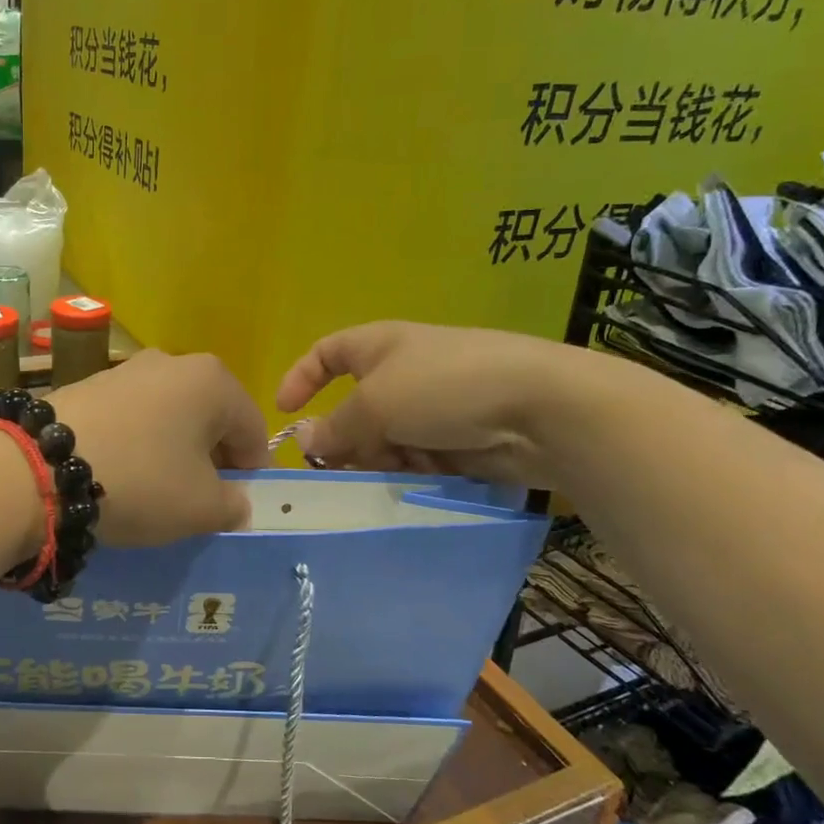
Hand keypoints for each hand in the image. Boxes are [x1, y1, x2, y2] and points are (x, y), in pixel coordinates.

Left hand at [48, 350, 268, 544]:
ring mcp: (124, 369)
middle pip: (209, 416)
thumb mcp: (201, 508)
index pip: (252, 427)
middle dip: (210, 456)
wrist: (39, 468)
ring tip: (154, 486)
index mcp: (212, 381)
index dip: (251, 468)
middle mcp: (171, 362)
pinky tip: (118, 471)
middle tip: (197, 496)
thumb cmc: (140, 482)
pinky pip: (129, 416)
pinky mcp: (86, 384)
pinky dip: (135, 442)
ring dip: (171, 448)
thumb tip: (235, 502)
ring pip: (167, 414)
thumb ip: (233, 506)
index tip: (235, 500)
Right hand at [276, 322, 605, 485]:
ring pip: (384, 440)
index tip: (283, 412)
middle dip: (347, 439)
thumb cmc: (444, 387)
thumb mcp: (375, 405)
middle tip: (342, 468)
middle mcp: (403, 373)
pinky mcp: (458, 438)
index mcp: (380, 346)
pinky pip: (416, 458)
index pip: (327, 352)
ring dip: (381, 459)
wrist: (540, 408)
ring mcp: (433, 407)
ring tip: (396, 470)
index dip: (301, 377)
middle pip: (354, 409)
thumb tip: (306, 441)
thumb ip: (335, 427)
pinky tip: (424, 477)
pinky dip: (413, 470)